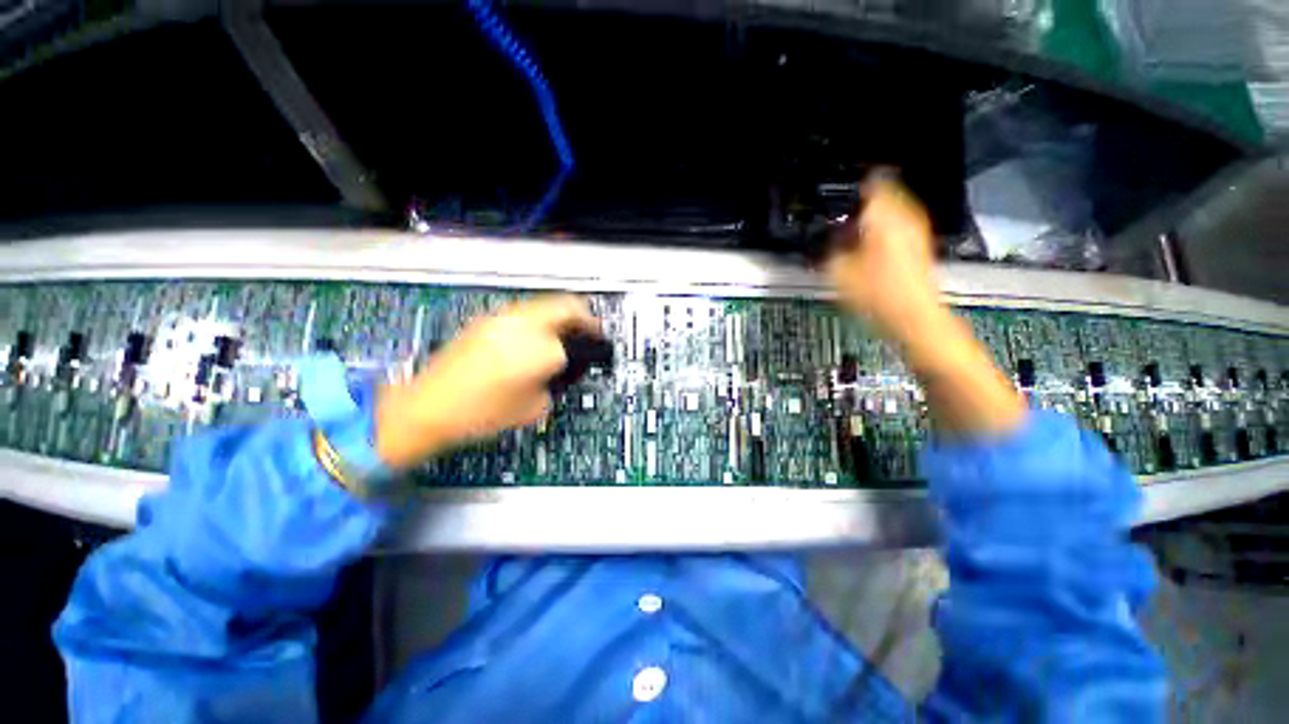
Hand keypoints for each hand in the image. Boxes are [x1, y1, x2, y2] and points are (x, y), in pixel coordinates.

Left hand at [374, 295, 600, 468]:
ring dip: (562, 314)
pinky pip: (524, 310)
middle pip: (566, 305)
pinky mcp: (487, 320)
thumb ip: (554, 383)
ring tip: (566, 331)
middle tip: (591, 329)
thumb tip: (559, 369)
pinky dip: (539, 318)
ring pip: (545, 303)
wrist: (428, 407)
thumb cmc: (482, 414)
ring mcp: (503, 318)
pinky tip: (536, 335)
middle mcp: (524, 325)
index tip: (597, 349)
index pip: (579, 339)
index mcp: (540, 350)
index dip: (592, 345)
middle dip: (585, 317)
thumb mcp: (533, 408)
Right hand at [825, 171, 939, 340]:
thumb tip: (827, 241)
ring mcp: (916, 229)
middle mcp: (904, 216)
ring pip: (894, 207)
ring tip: (856, 225)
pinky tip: (872, 242)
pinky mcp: (920, 244)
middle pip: (885, 191)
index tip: (839, 191)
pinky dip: (885, 227)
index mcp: (883, 215)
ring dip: (875, 213)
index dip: (852, 185)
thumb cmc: (876, 292)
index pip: (870, 182)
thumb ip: (828, 251)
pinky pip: (900, 224)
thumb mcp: (837, 273)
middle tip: (844, 209)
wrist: (913, 314)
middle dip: (863, 199)